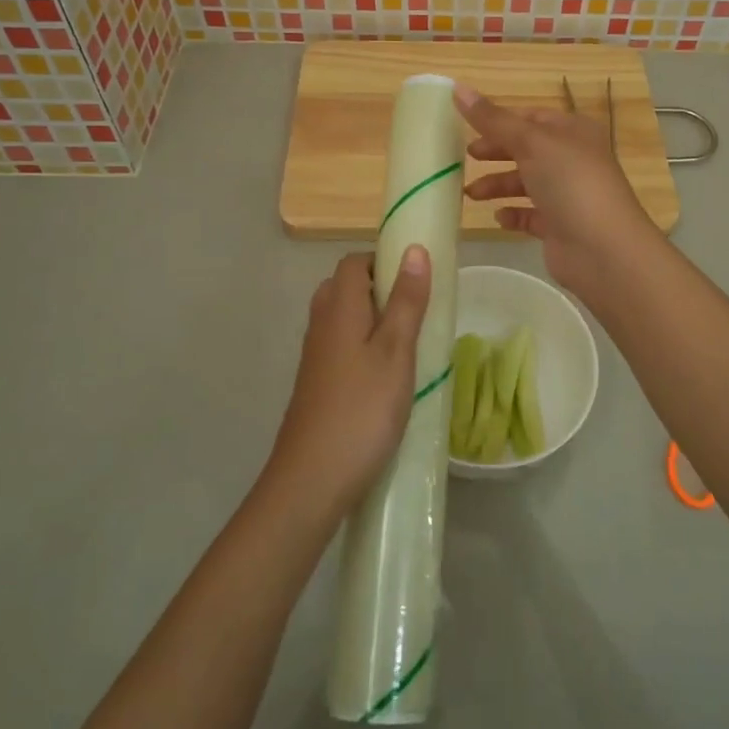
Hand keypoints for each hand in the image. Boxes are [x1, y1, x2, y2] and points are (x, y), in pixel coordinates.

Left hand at [265, 248, 431, 524]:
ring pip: (342, 320)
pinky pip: (340, 348)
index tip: (415, 277)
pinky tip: (387, 377)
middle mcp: (320, 326)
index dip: (382, 260)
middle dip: (379, 290)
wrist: (312, 479)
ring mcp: (315, 358)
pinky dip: (363, 348)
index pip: (352, 263)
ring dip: (373, 321)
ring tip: (408, 343)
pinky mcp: (317, 386)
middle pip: (344, 289)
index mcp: (339, 310)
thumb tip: (413, 249)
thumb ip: (406, 301)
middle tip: (415, 310)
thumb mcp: (396, 352)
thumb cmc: (362, 410)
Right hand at [455, 83, 661, 303]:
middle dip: (495, 152)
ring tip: (470, 194)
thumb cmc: (570, 183)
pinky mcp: (560, 226)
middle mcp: (573, 159)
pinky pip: (530, 215)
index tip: (466, 126)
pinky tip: (498, 217)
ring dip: (497, 185)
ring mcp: (568, 195)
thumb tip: (458, 88)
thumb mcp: (530, 142)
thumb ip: (493, 119)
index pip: (531, 117)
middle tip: (465, 157)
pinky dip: (513, 214)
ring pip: (525, 183)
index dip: (500, 120)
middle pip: (526, 149)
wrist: (603, 249)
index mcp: (573, 131)